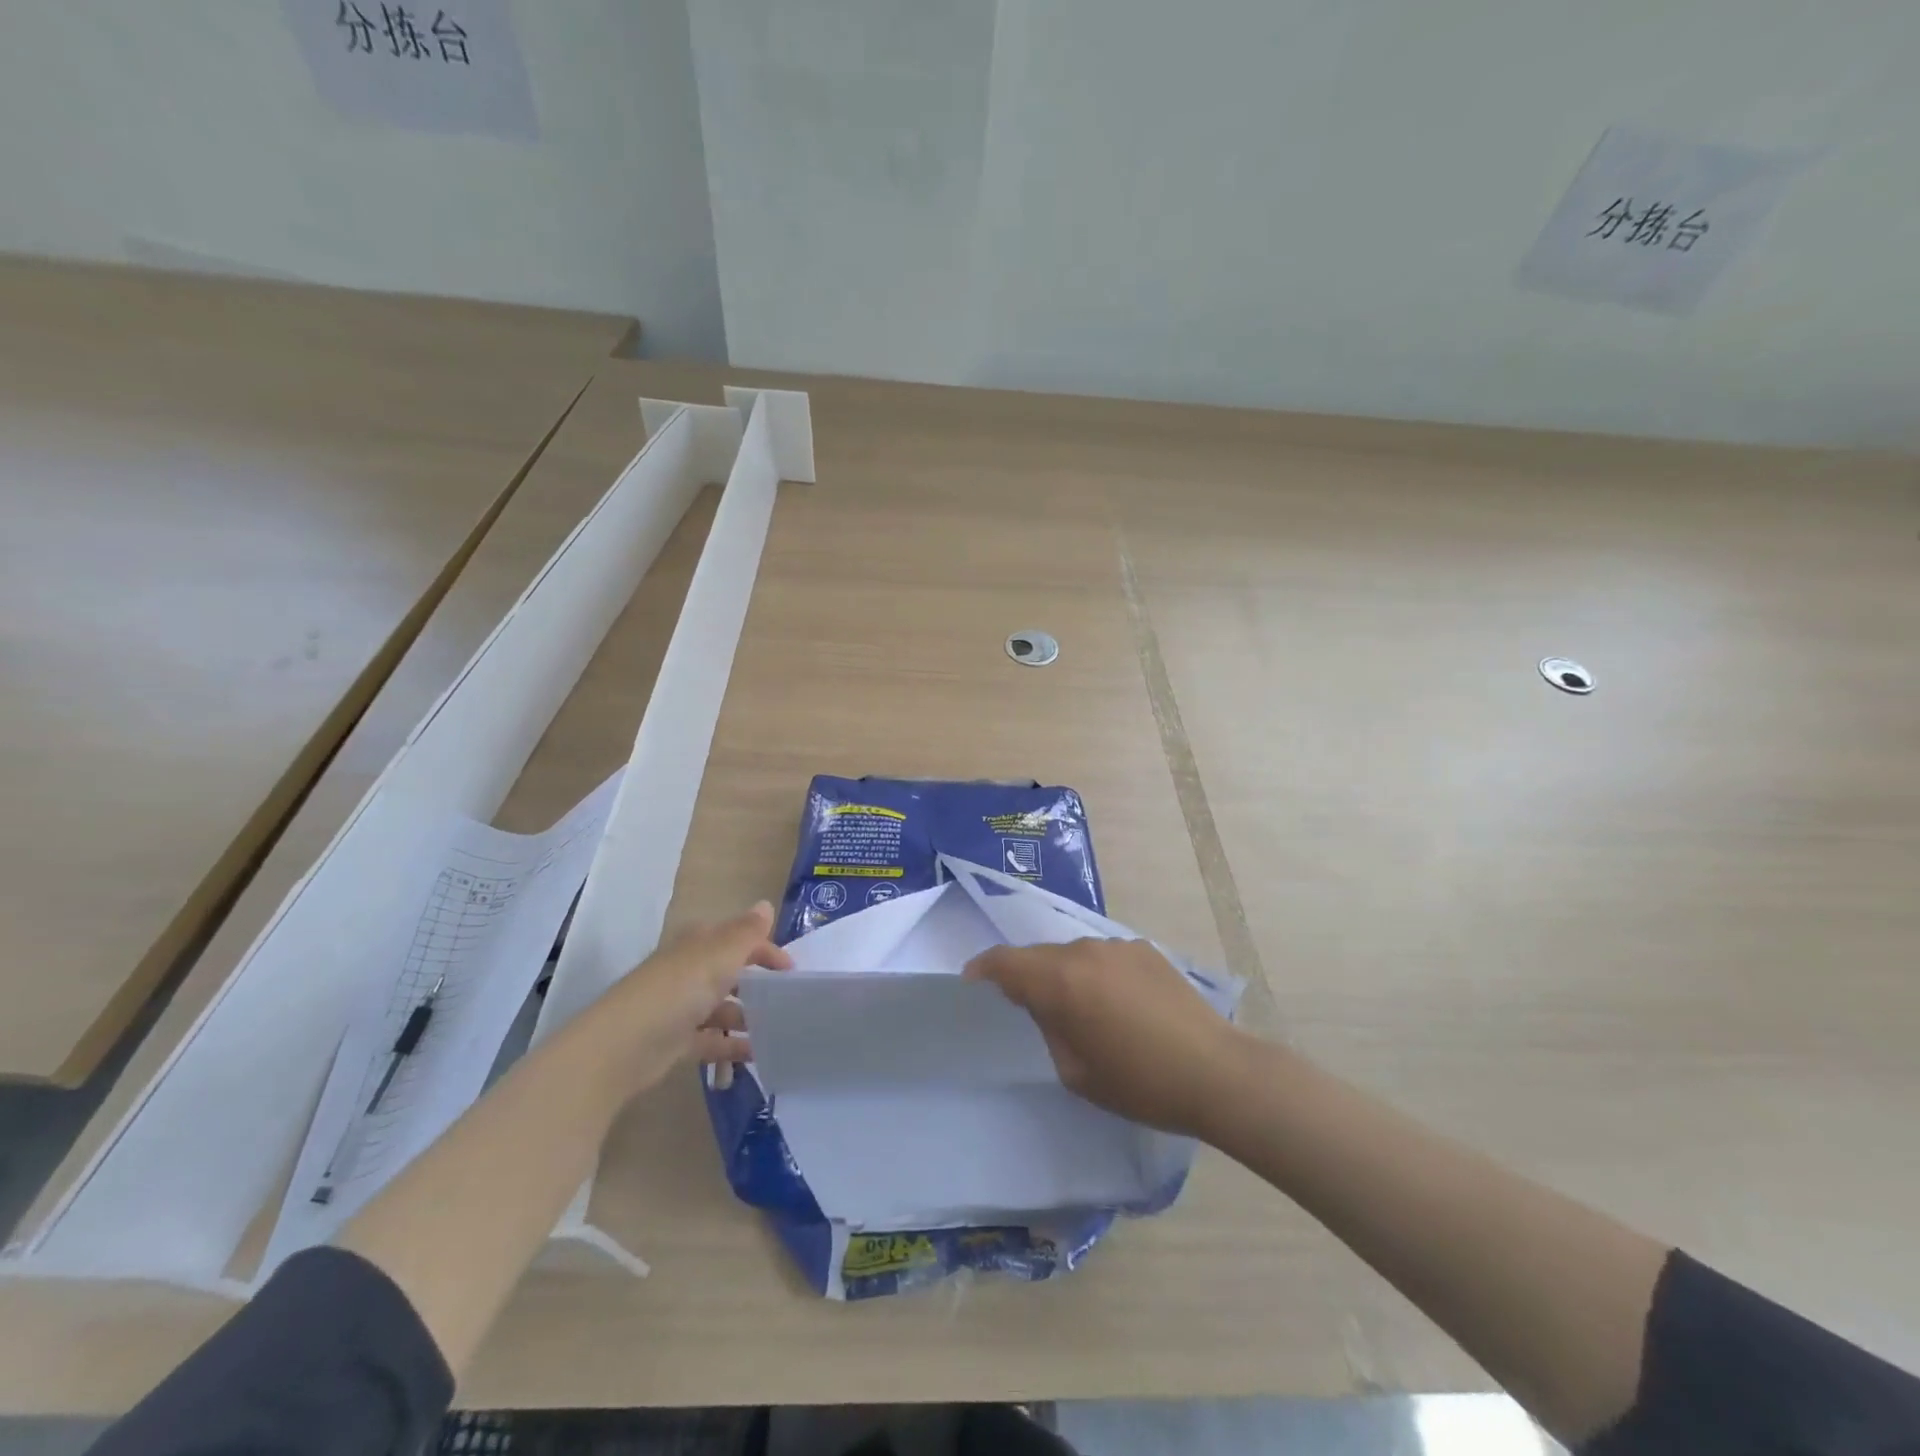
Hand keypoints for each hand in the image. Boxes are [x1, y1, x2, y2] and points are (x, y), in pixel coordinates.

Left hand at [582, 901, 791, 1100]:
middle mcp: (689, 970)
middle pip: (730, 972)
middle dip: (758, 984)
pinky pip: (711, 1040)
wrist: (622, 1046)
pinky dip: (732, 1046)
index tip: (792, 973)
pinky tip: (756, 1055)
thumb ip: (747, 933)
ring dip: (747, 1017)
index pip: (740, 939)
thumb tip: (765, 904)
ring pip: (722, 1007)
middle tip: (787, 1002)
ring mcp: (681, 1007)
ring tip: (777, 1031)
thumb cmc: (678, 990)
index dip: (767, 951)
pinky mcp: (675, 1041)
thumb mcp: (720, 954)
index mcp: (699, 944)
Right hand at [965, 938, 1245, 1137]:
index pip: (1006, 962)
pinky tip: (1116, 1005)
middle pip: (1040, 956)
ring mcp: (1118, 946)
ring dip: (1064, 974)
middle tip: (1028, 1007)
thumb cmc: (1139, 1082)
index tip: (973, 982)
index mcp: (1061, 980)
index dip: (983, 968)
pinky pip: (1104, 957)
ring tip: (1079, 1009)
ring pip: (1073, 954)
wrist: (1216, 1072)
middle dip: (1026, 976)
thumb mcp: (1076, 1070)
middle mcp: (1085, 950)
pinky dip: (1096, 974)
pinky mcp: (1146, 950)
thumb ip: (1050, 1027)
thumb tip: (1046, 1006)